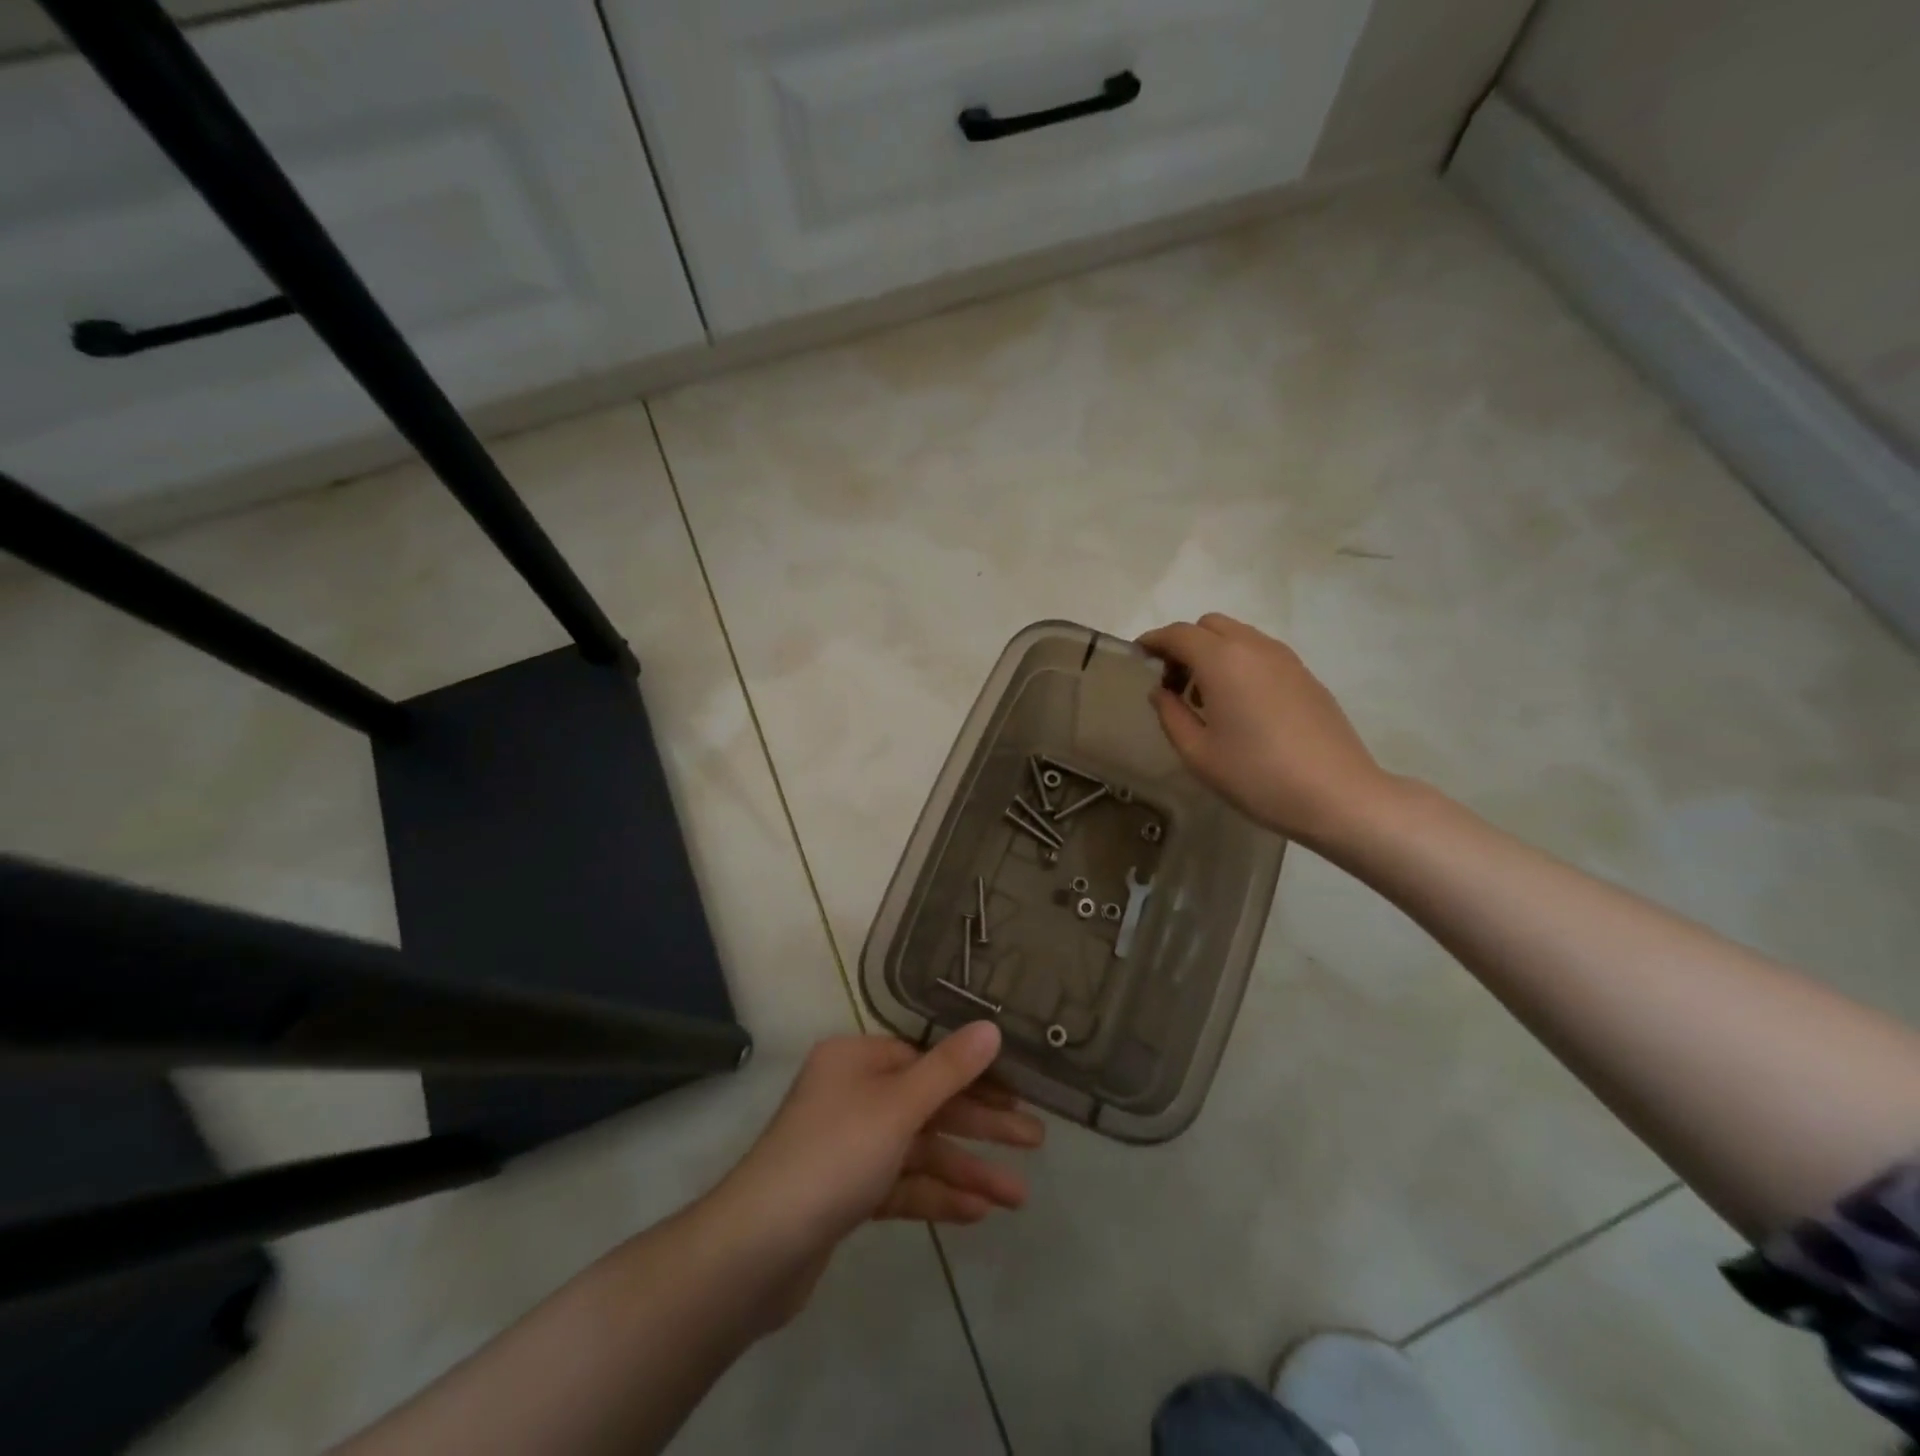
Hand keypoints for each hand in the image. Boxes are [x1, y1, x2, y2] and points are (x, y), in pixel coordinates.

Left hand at [718, 1024, 1041, 1262]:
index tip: (1020, 1091)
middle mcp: (851, 1094)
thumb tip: (991, 1027)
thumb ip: (949, 1069)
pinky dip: (936, 1195)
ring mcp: (848, 1146)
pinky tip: (978, 1213)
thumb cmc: (833, 1157)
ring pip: (919, 1150)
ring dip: (966, 1170)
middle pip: (928, 1104)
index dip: (975, 1075)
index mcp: (857, 1060)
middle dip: (981, 1125)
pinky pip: (901, 1185)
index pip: (927, 1058)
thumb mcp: (898, 1106)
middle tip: (1035, 1140)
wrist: (756, 1251)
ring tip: (1018, 1197)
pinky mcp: (846, 1195)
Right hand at [1137, 613, 1395, 846]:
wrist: (1337, 794)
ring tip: (1205, 698)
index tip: (1138, 657)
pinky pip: (1260, 653)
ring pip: (1238, 636)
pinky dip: (1239, 663)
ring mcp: (1285, 658)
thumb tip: (1160, 691)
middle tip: (1172, 682)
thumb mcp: (1198, 753)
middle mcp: (1253, 647)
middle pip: (1209, 626)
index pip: (1178, 634)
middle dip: (1184, 644)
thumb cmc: (1256, 775)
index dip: (1154, 641)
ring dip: (1212, 653)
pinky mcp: (1305, 675)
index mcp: (1222, 660)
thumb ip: (1170, 715)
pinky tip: (1239, 705)